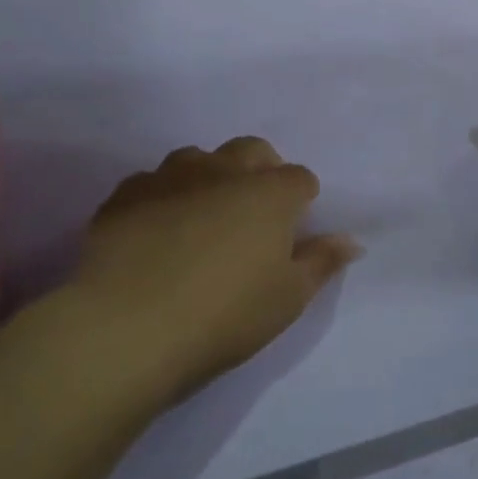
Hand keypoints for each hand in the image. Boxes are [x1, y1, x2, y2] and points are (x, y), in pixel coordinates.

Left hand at [46, 138, 359, 403]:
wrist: (127, 327)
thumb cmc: (225, 314)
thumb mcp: (288, 298)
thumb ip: (321, 262)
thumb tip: (351, 241)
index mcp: (270, 193)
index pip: (300, 179)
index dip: (301, 201)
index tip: (293, 232)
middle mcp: (223, 171)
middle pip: (253, 151)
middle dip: (261, 171)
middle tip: (254, 214)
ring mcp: (170, 178)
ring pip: (199, 158)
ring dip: (210, 176)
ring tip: (204, 217)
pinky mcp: (126, 195)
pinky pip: (153, 182)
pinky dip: (164, 196)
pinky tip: (156, 230)